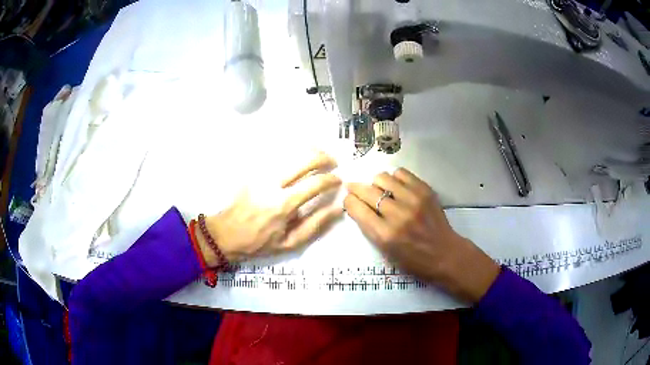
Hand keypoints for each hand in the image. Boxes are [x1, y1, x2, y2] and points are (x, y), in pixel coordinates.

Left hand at [199, 153, 342, 264]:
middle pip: (303, 160)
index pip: (314, 184)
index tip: (339, 181)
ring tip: (320, 155)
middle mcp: (273, 184)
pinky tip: (300, 157)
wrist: (226, 234)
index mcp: (283, 205)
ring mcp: (261, 174)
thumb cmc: (259, 242)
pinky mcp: (254, 171)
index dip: (331, 180)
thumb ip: (315, 225)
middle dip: (323, 157)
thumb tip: (337, 209)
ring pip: (291, 152)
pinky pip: (277, 156)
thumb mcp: (290, 243)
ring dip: (309, 151)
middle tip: (332, 162)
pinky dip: (293, 153)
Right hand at [344, 168, 499, 302]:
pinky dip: (394, 179)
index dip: (349, 201)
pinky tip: (397, 188)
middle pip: (367, 190)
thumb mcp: (385, 252)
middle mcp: (397, 214)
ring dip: (376, 184)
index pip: (357, 208)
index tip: (349, 200)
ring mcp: (413, 200)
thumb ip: (370, 228)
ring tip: (381, 191)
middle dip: (356, 189)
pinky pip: (401, 173)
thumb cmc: (413, 260)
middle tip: (357, 191)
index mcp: (385, 235)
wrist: (445, 254)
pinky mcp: (425, 190)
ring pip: (382, 177)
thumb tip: (358, 205)